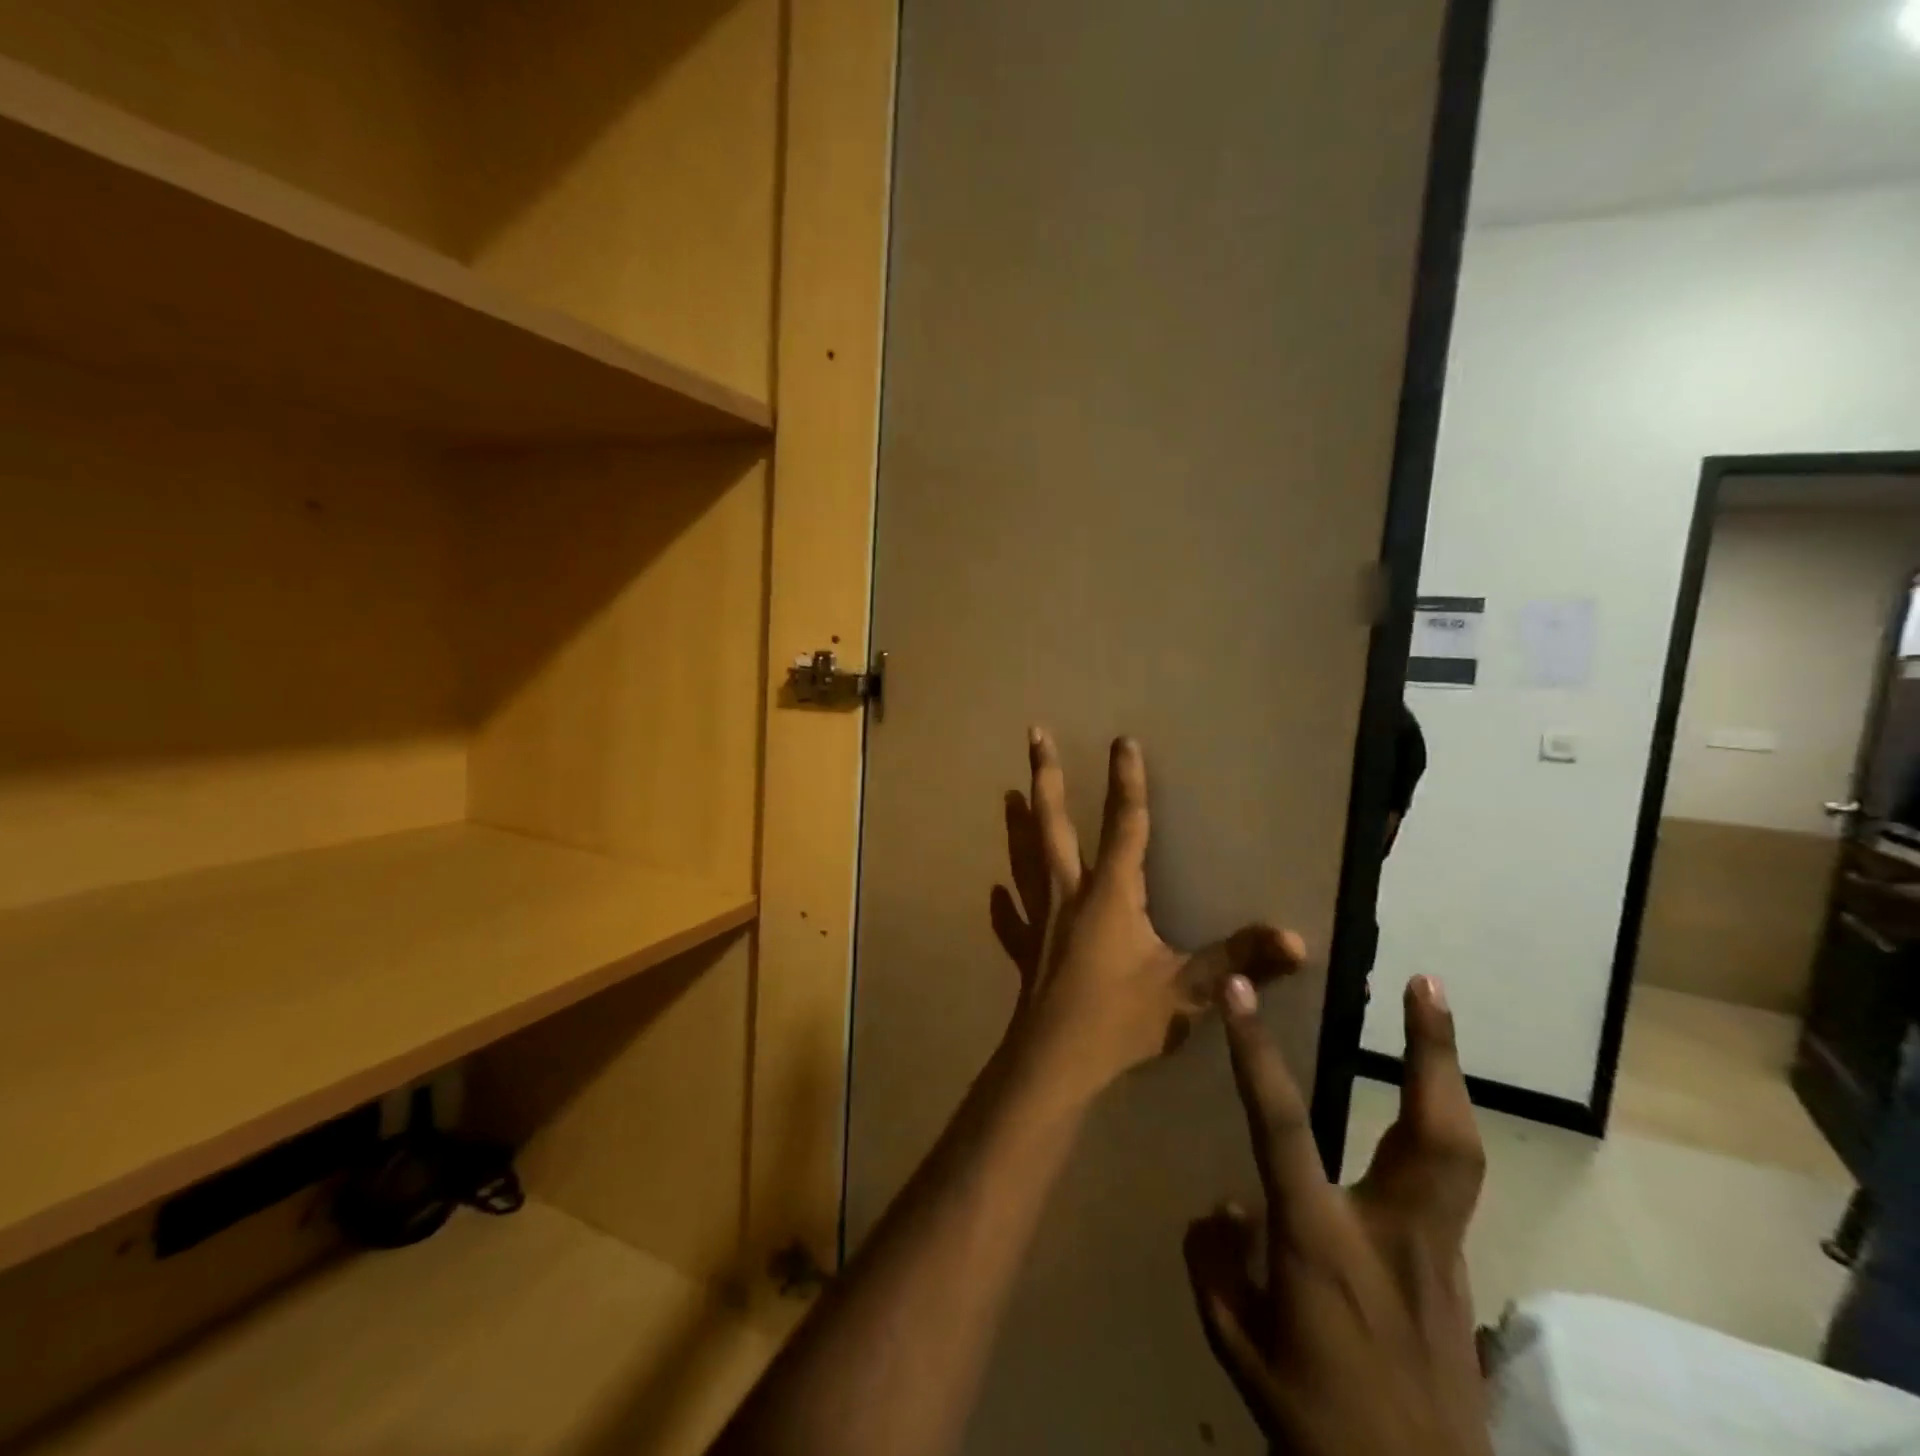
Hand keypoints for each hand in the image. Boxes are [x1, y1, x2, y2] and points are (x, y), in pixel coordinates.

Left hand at [990, 728, 1303, 1109]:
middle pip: (1055, 825)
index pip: (1124, 825)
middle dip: (1048, 778)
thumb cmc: (1120, 1021)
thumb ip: (1238, 961)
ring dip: (1018, 825)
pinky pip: (1014, 920)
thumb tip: (1294, 939)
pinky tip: (998, 893)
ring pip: (1026, 860)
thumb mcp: (1187, 991)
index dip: (1127, 782)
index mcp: (1111, 893)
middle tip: (1035, 735)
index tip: (1122, 740)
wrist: (1055, 1064)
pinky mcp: (1028, 951)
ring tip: (1008, 794)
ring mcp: (1043, 920)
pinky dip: (1007, 904)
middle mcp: (1070, 894)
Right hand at [1186, 974, 1488, 1455]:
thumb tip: (1228, 1203)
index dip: (1254, 1051)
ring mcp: (1441, 1254)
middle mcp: (1393, 1233)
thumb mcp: (1235, 1344)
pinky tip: (1416, 1124)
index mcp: (1321, 1242)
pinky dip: (1435, 1134)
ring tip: (1434, 1020)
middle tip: (1429, 983)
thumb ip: (1217, 1260)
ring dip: (1446, 1077)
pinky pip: (1449, 1187)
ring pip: (1459, 1151)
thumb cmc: (1314, 1424)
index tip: (1239, 989)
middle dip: (1432, 1051)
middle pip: (1432, 1132)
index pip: (1280, 1124)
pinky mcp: (1460, 1276)